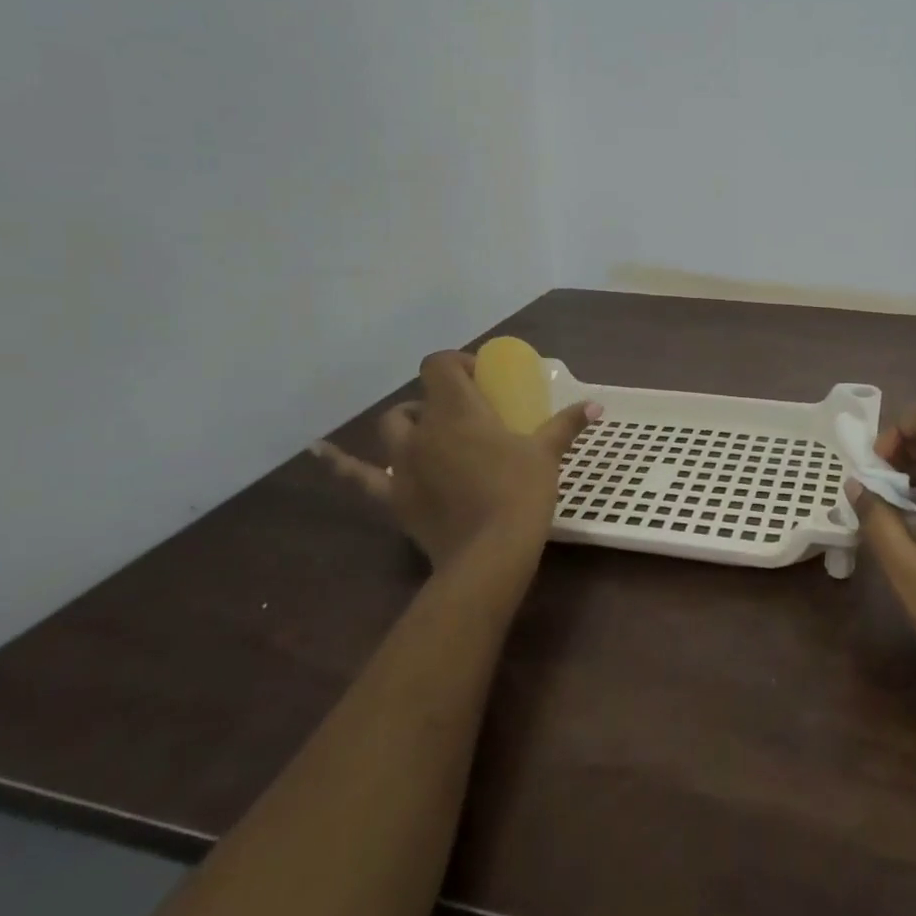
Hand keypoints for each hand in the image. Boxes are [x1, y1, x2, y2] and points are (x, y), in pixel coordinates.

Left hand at [314, 351, 599, 586]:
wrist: (490, 552)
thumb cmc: (521, 492)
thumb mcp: (546, 453)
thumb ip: (567, 424)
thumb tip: (597, 405)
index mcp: (459, 410)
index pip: (441, 365)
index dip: (458, 363)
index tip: (483, 378)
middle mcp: (424, 429)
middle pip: (421, 397)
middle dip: (440, 398)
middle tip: (470, 413)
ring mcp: (403, 464)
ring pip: (394, 428)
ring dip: (411, 423)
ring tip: (432, 433)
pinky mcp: (394, 496)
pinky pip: (359, 476)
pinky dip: (338, 463)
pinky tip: (318, 451)